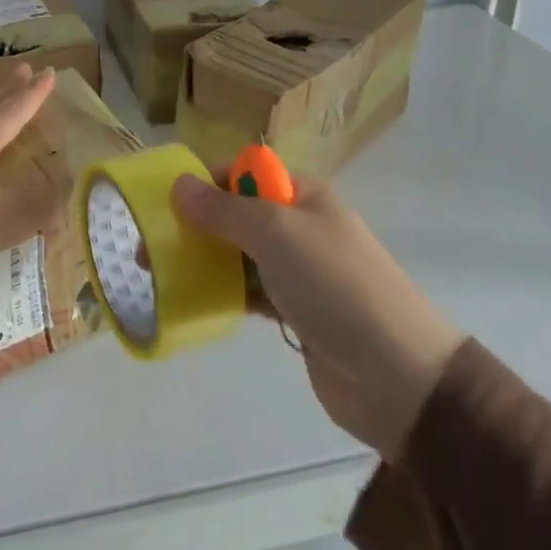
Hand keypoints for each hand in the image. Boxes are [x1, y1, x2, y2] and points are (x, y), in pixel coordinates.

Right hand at [169, 173, 463, 456]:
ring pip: (240, 255)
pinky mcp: (297, 312)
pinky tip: (194, 302)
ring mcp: (300, 272)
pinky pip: (251, 292)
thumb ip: (223, 208)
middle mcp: (301, 226)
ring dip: (205, 260)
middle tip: (150, 248)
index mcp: (303, 195)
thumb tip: (178, 183)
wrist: (399, 376)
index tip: (166, 206)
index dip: (205, 182)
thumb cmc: (335, 286)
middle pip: (237, 214)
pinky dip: (224, 293)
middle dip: (195, 225)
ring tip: (160, 276)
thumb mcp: (275, 233)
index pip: (244, 173)